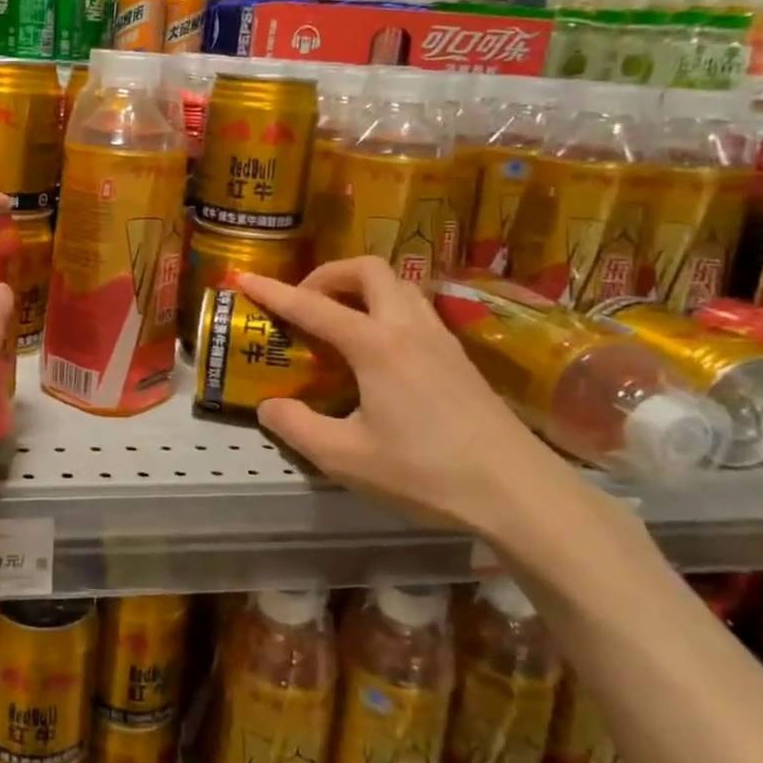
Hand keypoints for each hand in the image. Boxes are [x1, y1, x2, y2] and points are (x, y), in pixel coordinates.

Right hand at [236, 260, 566, 536]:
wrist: (519, 492)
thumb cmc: (427, 472)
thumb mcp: (345, 458)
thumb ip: (297, 427)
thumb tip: (269, 405)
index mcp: (376, 345)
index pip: (313, 306)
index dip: (274, 292)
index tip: (243, 278)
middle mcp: (408, 328)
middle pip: (367, 270)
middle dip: (327, 274)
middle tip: (304, 303)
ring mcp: (441, 339)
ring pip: (397, 286)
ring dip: (360, 288)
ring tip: (338, 321)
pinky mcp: (459, 358)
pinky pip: (414, 310)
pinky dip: (384, 309)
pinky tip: (377, 351)